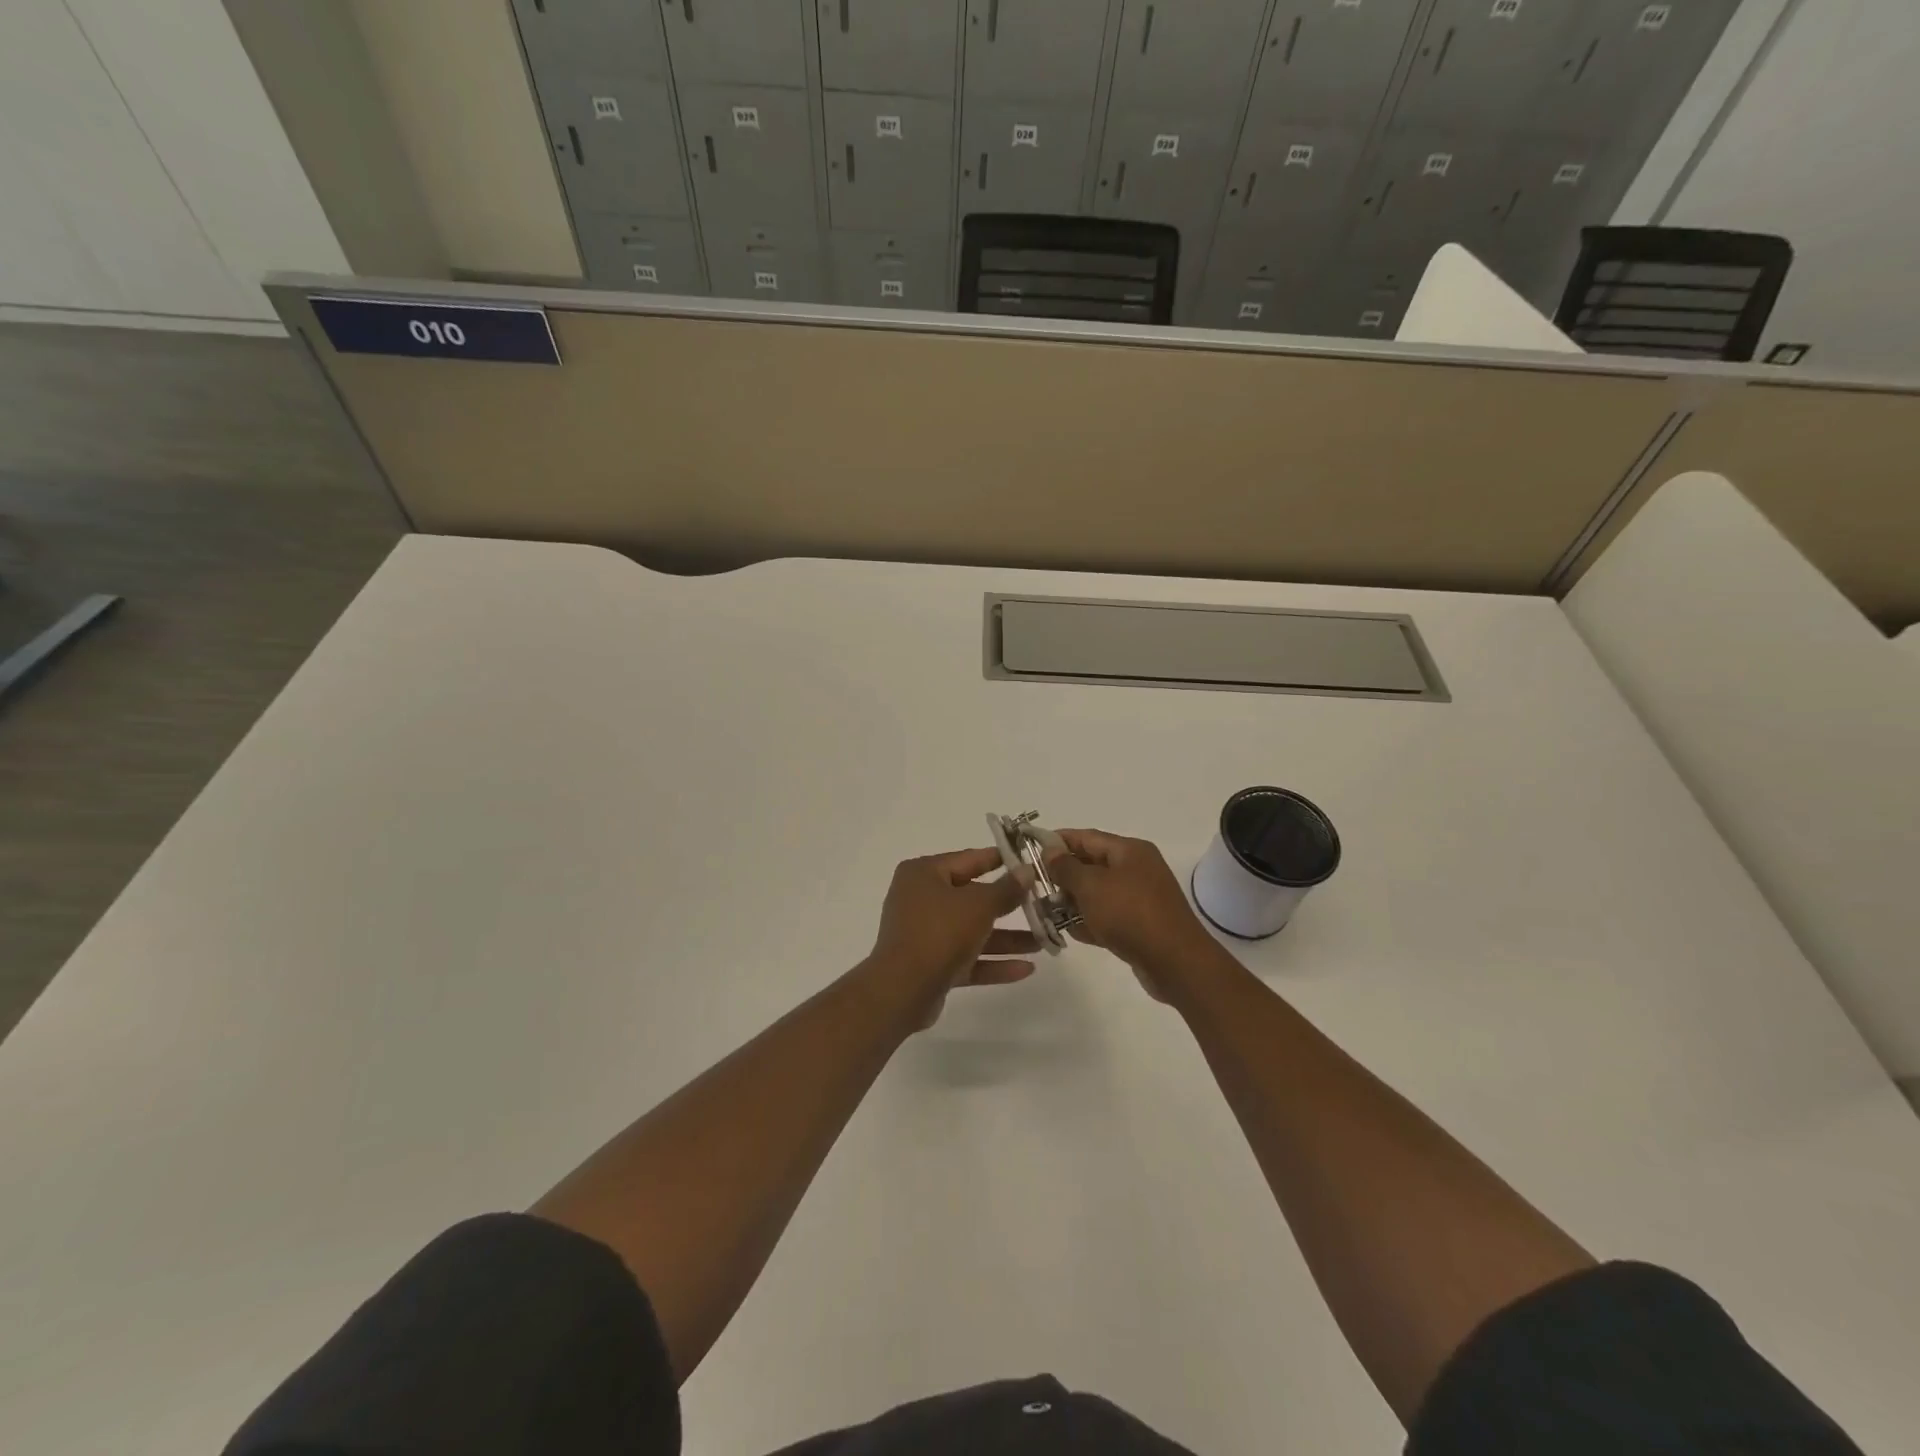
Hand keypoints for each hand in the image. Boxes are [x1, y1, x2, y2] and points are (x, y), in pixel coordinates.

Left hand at [866, 848, 1040, 1027]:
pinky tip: (1027, 969)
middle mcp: (921, 899)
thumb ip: (1006, 889)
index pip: (968, 859)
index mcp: (924, 874)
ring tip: (1044, 941)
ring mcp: (925, 933)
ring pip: (973, 931)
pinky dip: (993, 962)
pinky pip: (967, 958)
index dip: (1000, 859)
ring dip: (1007, 938)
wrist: (902, 990)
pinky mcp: (931, 965)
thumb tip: (1026, 870)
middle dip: (1009, 905)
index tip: (1028, 859)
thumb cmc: (939, 932)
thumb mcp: (979, 905)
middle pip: (972, 897)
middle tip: (1042, 903)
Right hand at [1046, 829, 1217, 1002]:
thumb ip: (1066, 867)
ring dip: (1073, 901)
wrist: (1175, 963)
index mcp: (1129, 850)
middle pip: (1091, 864)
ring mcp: (1140, 898)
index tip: (1029, 849)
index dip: (1057, 841)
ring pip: (1098, 893)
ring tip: (1046, 911)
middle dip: (1062, 875)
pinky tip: (1069, 932)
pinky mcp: (1140, 925)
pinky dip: (1089, 921)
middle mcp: (1136, 869)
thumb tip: (1050, 849)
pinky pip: (1108, 916)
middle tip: (1034, 886)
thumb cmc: (1130, 914)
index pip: (1086, 837)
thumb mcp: (1091, 886)